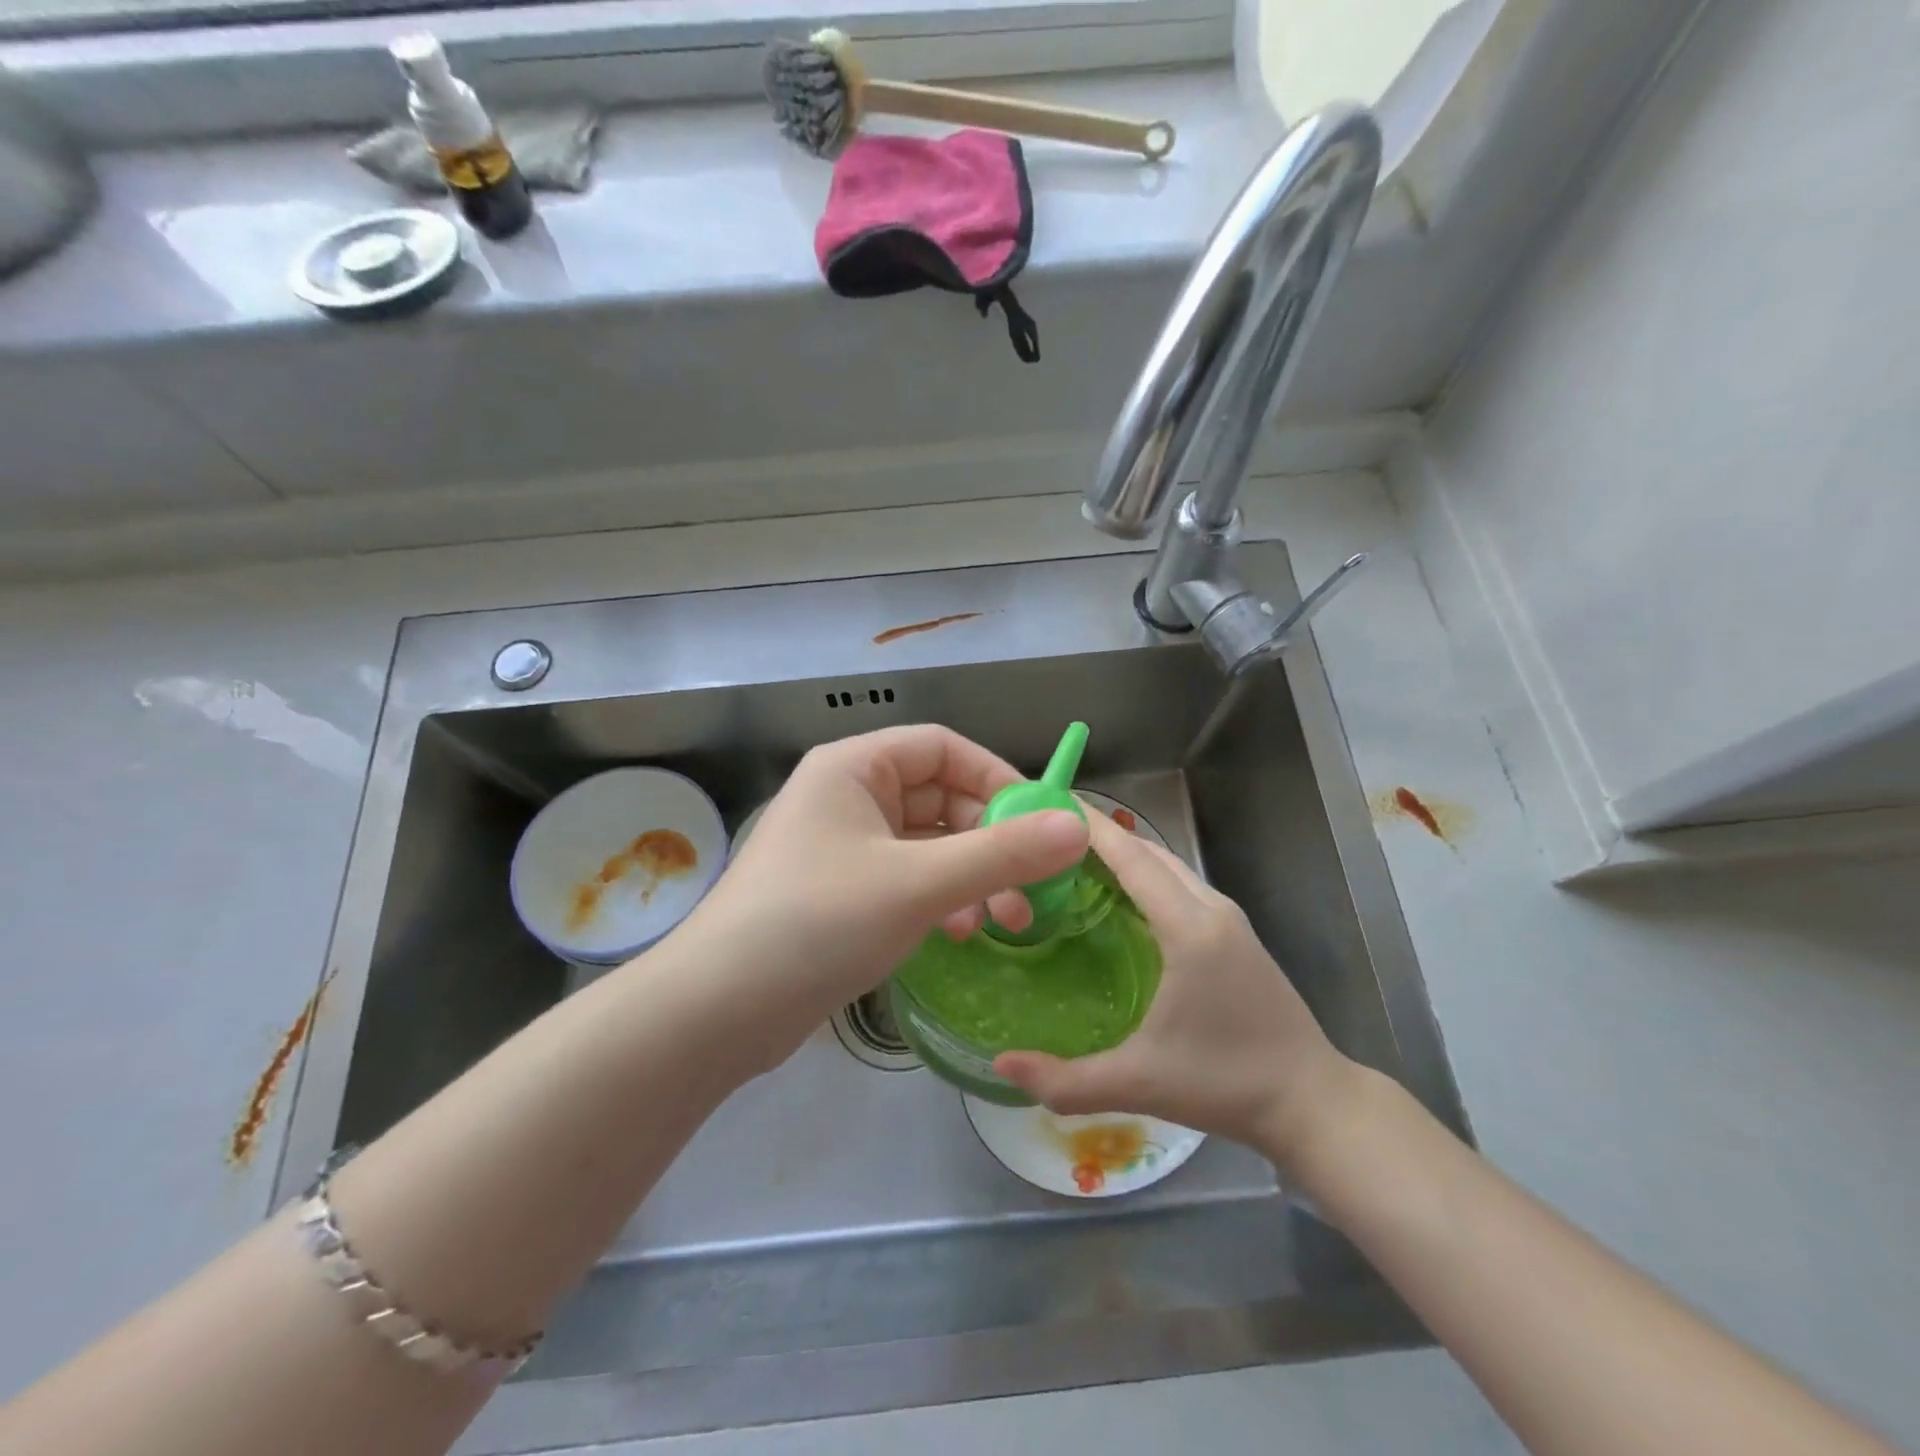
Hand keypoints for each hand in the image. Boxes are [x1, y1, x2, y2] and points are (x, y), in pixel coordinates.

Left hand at [664, 725, 1087, 1069]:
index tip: (1043, 821)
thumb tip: (1079, 827)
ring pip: (927, 844)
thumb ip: (1002, 854)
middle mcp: (847, 795)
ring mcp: (841, 846)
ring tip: (1000, 921)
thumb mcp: (918, 884)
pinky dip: (939, 899)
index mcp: (855, 767)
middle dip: (990, 841)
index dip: (998, 778)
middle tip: (1029, 888)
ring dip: (970, 875)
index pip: (943, 747)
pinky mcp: (840, 892)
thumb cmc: (818, 922)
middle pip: (940, 798)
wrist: (718, 1010)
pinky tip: (958, 934)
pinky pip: (906, 878)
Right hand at [994, 809, 1359, 1168]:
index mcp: (1189, 928)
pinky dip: (1147, 875)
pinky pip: (1183, 885)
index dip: (1089, 828)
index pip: (1132, 858)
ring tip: (1076, 862)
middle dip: (1100, 836)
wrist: (1314, 1103)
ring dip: (1126, 855)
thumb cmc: (1225, 1084)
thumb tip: (1001, 1064)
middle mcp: (1212, 909)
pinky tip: (1122, 898)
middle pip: (1149, 852)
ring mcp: (1230, 918)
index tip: (1048, 805)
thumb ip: (1065, 1080)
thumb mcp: (1139, 1084)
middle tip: (1047, 838)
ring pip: (1170, 866)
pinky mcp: (1238, 934)